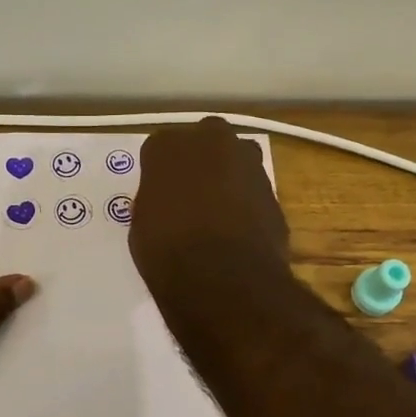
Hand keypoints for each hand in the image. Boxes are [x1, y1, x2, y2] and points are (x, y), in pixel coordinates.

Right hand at [129, 118, 288, 290]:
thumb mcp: (142, 224)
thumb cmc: (167, 250)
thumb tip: (166, 204)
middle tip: (190, 196)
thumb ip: (156, 200)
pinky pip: (253, 189)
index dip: (160, 174)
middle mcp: (210, 140)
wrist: (223, 276)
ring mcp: (248, 161)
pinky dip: (248, 202)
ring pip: (235, 160)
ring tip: (217, 213)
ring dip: (228, 177)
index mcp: (168, 145)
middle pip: (204, 142)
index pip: (159, 150)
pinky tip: (238, 229)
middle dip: (199, 162)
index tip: (159, 195)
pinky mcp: (273, 187)